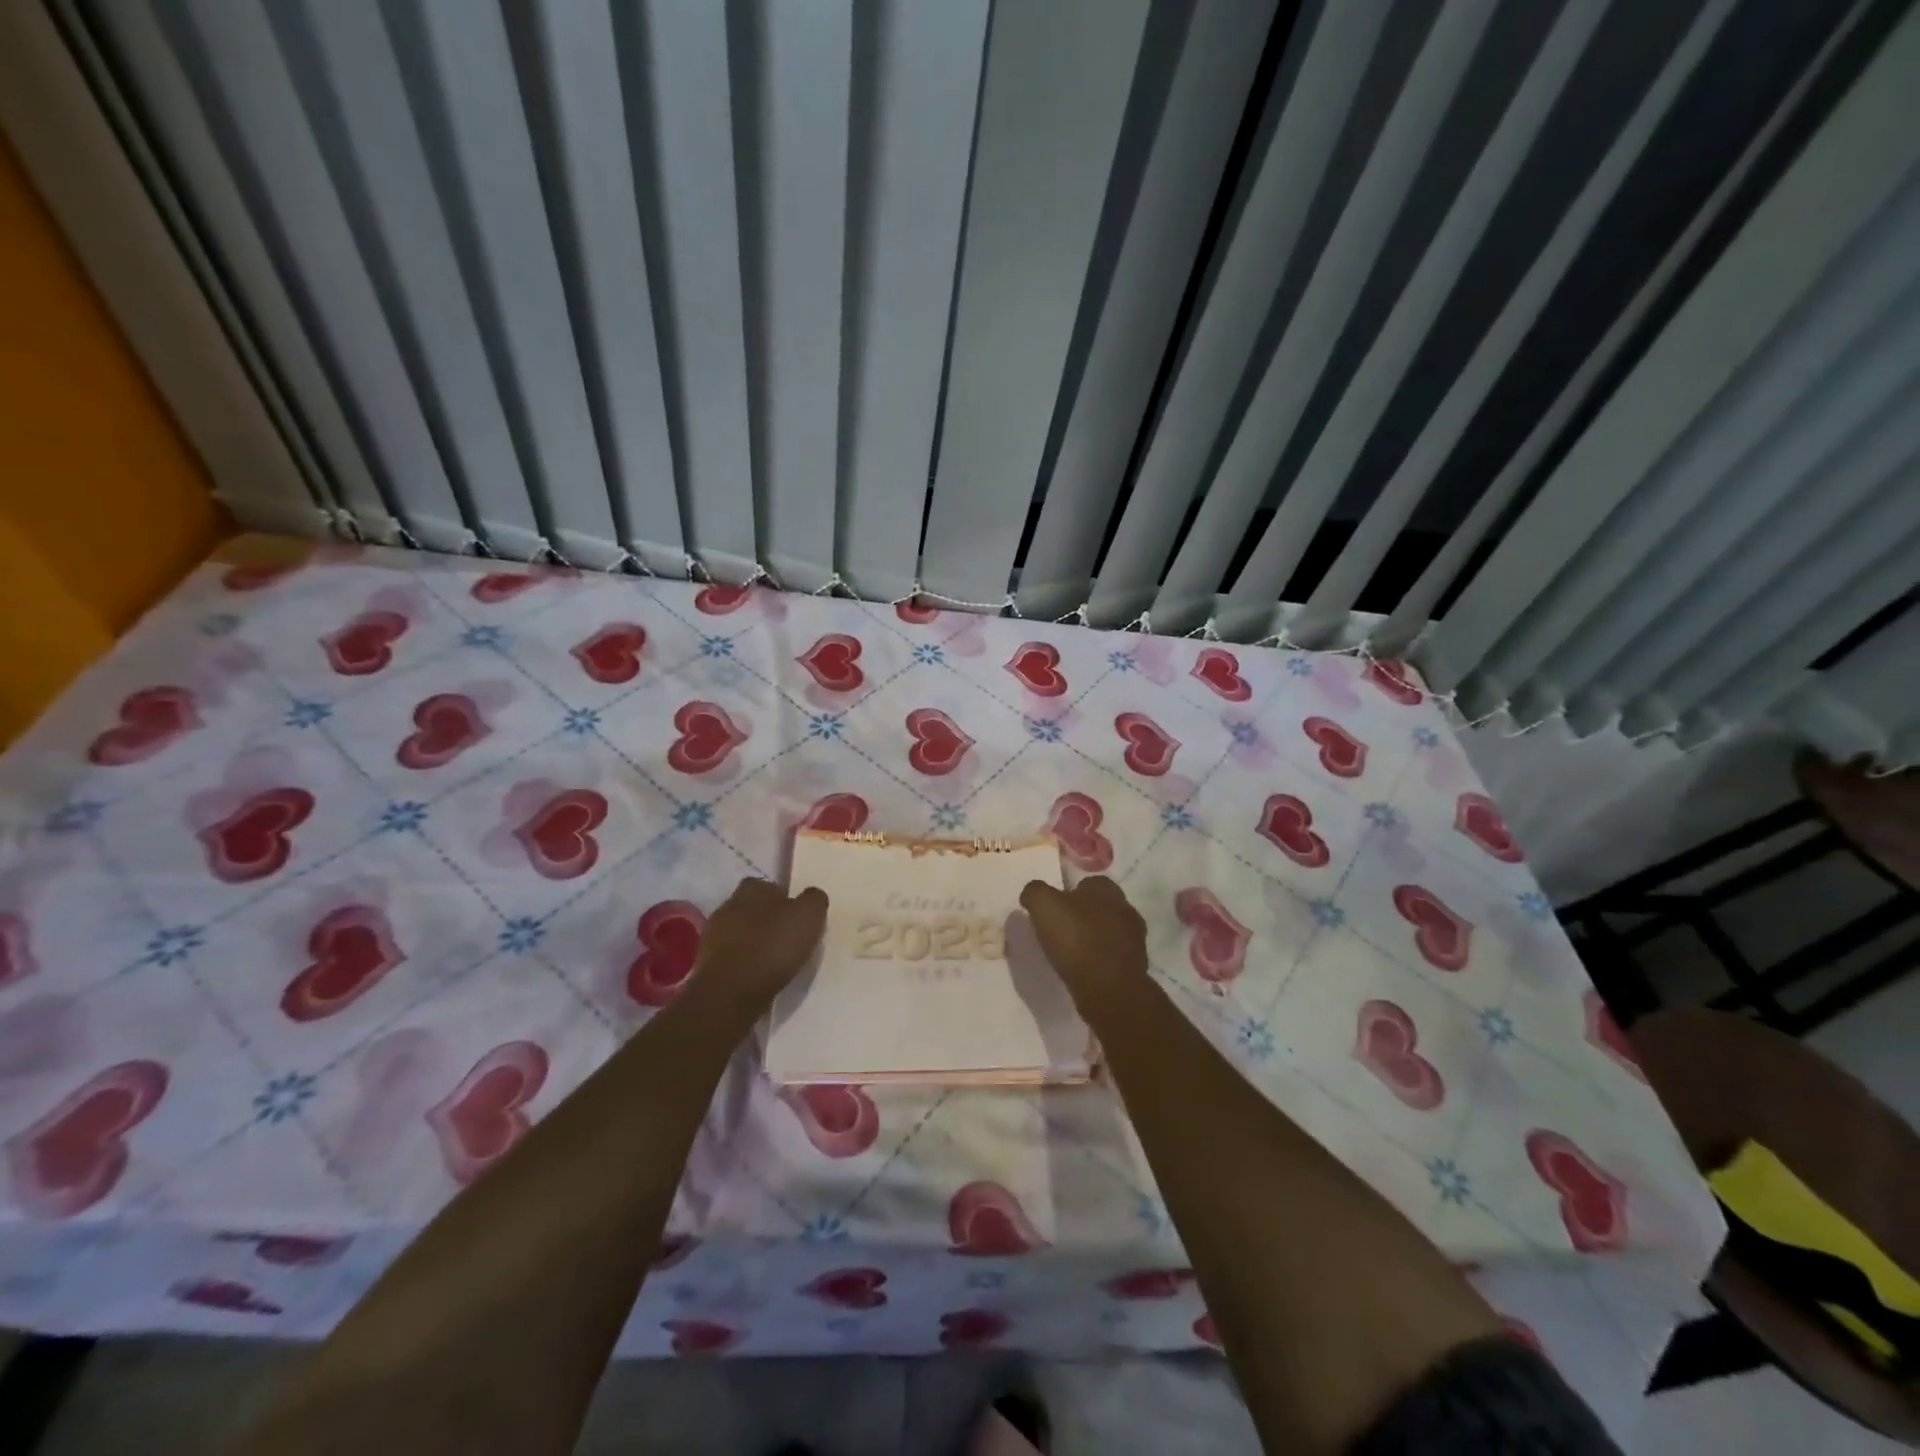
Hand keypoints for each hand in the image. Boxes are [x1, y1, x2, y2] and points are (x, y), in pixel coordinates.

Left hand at [692, 878, 827, 1014]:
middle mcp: (728, 906)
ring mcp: (713, 937)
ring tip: (775, 961)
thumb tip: (811, 896)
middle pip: (752, 908)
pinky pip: (732, 958)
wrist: (730, 993)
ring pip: (740, 933)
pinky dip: (745, 964)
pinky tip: (759, 976)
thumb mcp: (809, 915)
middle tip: (788, 938)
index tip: (797, 916)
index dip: (784, 899)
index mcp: (752, 888)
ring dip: (754, 943)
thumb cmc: (773, 947)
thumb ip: (813, 899)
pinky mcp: (706, 965)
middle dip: (767, 920)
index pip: (769, 885)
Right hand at [1019, 876, 1147, 1000]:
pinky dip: (1100, 960)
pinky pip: (1113, 956)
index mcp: (1106, 889)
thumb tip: (1032, 894)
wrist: (1109, 988)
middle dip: (1083, 916)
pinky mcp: (1136, 965)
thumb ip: (1035, 892)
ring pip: (1108, 931)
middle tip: (1060, 931)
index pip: (1087, 883)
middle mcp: (1126, 908)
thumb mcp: (1043, 905)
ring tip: (1071, 954)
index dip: (1068, 895)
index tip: (1053, 911)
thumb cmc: (1076, 939)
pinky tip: (1085, 970)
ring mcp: (1135, 938)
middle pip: (1100, 907)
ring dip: (1093, 939)